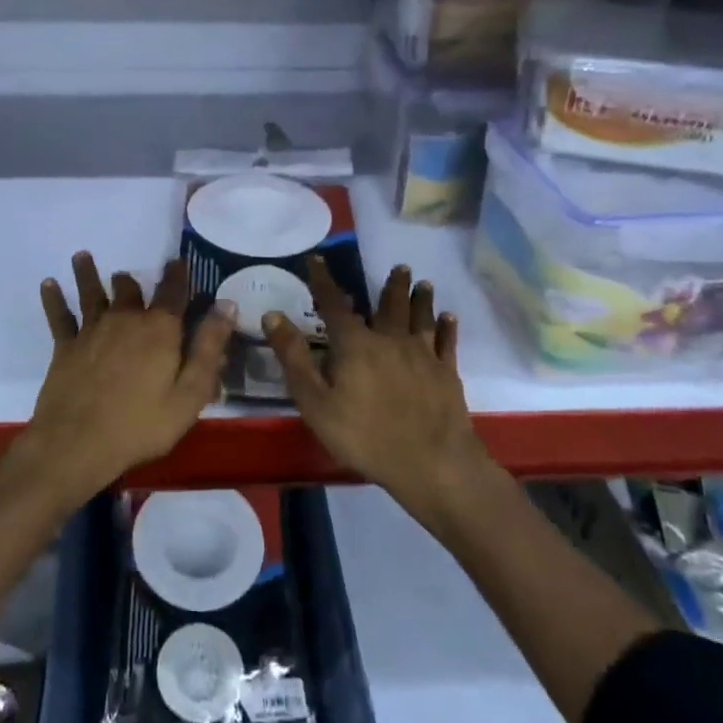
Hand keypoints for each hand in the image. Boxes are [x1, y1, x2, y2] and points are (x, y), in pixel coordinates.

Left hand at [24, 253, 234, 500]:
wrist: (77, 443)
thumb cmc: (141, 424)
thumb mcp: (190, 393)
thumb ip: (208, 348)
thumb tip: (226, 304)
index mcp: (159, 329)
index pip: (173, 292)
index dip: (177, 275)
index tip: (178, 262)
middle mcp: (125, 319)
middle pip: (129, 290)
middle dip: (131, 280)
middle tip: (129, 275)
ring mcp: (92, 331)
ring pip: (92, 293)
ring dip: (88, 273)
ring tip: (82, 256)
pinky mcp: (66, 347)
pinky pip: (59, 316)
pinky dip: (53, 298)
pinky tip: (48, 283)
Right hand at [265, 261, 488, 515]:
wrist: (432, 463)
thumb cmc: (366, 436)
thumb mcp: (316, 402)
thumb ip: (294, 357)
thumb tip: (273, 315)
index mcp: (355, 344)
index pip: (334, 304)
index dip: (323, 281)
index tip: (317, 259)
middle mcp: (390, 339)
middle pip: (390, 305)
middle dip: (392, 285)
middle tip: (399, 266)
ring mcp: (423, 355)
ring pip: (421, 317)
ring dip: (421, 298)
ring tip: (424, 283)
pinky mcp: (447, 373)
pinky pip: (447, 342)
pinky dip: (447, 327)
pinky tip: (450, 318)